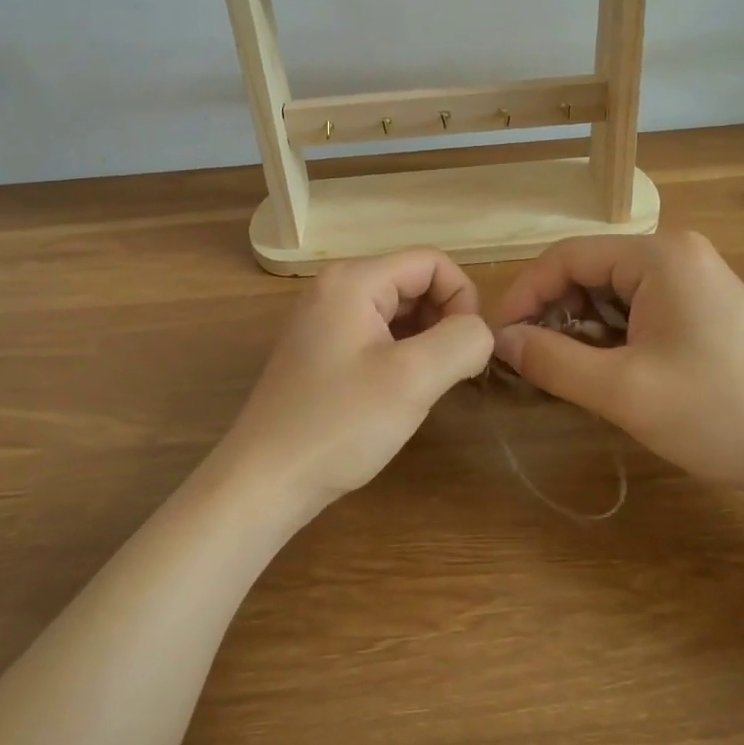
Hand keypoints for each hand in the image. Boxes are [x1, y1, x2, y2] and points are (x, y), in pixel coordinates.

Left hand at [220, 249, 494, 509]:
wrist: (264, 481)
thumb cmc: (339, 424)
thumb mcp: (414, 379)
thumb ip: (462, 341)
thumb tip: (479, 332)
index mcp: (353, 279)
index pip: (432, 262)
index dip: (463, 300)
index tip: (468, 352)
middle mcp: (335, 288)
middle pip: (414, 283)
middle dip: (444, 321)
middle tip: (450, 373)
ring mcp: (324, 320)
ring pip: (398, 312)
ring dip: (425, 341)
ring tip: (427, 386)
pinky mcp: (321, 351)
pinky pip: (377, 335)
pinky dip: (401, 355)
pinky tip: (401, 392)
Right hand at [490, 232, 743, 499]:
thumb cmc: (719, 413)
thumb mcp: (623, 390)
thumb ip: (553, 360)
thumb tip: (501, 342)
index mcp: (656, 255)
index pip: (565, 258)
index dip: (524, 296)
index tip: (500, 341)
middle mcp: (675, 254)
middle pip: (588, 272)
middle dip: (553, 314)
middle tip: (531, 363)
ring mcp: (694, 279)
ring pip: (611, 293)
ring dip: (581, 328)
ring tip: (567, 372)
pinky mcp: (705, 307)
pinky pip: (639, 309)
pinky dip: (612, 336)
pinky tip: (607, 371)